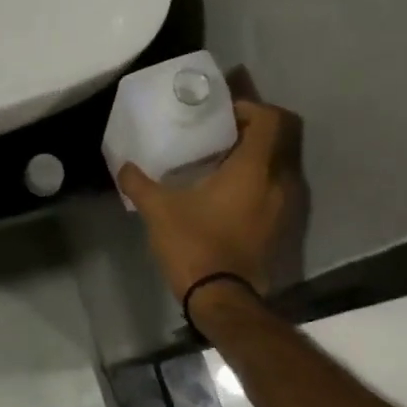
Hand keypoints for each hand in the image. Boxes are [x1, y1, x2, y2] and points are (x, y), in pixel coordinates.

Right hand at [117, 98, 307, 300]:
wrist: (222, 299)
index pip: (269, 119)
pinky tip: (224, 193)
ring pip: (276, 166)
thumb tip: (123, 167)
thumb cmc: (194, 244)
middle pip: (277, 140)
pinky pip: (272, 190)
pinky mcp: (279, 228)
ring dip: (253, 158)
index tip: (222, 114)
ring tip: (218, 162)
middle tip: (217, 133)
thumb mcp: (158, 209)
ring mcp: (283, 207)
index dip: (249, 108)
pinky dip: (255, 182)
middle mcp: (277, 182)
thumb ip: (138, 182)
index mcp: (253, 169)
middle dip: (250, 131)